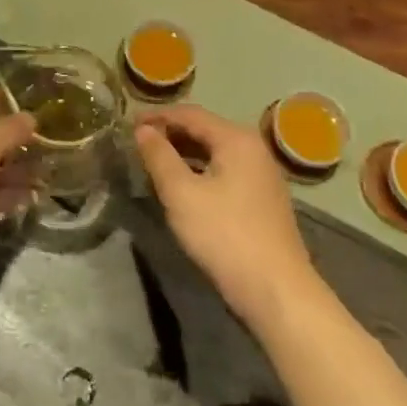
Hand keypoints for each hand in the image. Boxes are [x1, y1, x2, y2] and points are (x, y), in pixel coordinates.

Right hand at [135, 105, 316, 331]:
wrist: (277, 291)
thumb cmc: (224, 235)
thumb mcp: (181, 194)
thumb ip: (159, 157)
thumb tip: (143, 130)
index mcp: (236, 139)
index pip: (190, 114)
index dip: (157, 116)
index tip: (129, 124)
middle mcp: (253, 148)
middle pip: (205, 130)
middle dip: (170, 134)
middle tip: (138, 144)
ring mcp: (262, 174)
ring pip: (215, 152)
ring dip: (184, 154)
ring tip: (154, 163)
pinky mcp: (263, 199)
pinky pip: (225, 171)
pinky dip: (200, 171)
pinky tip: (183, 186)